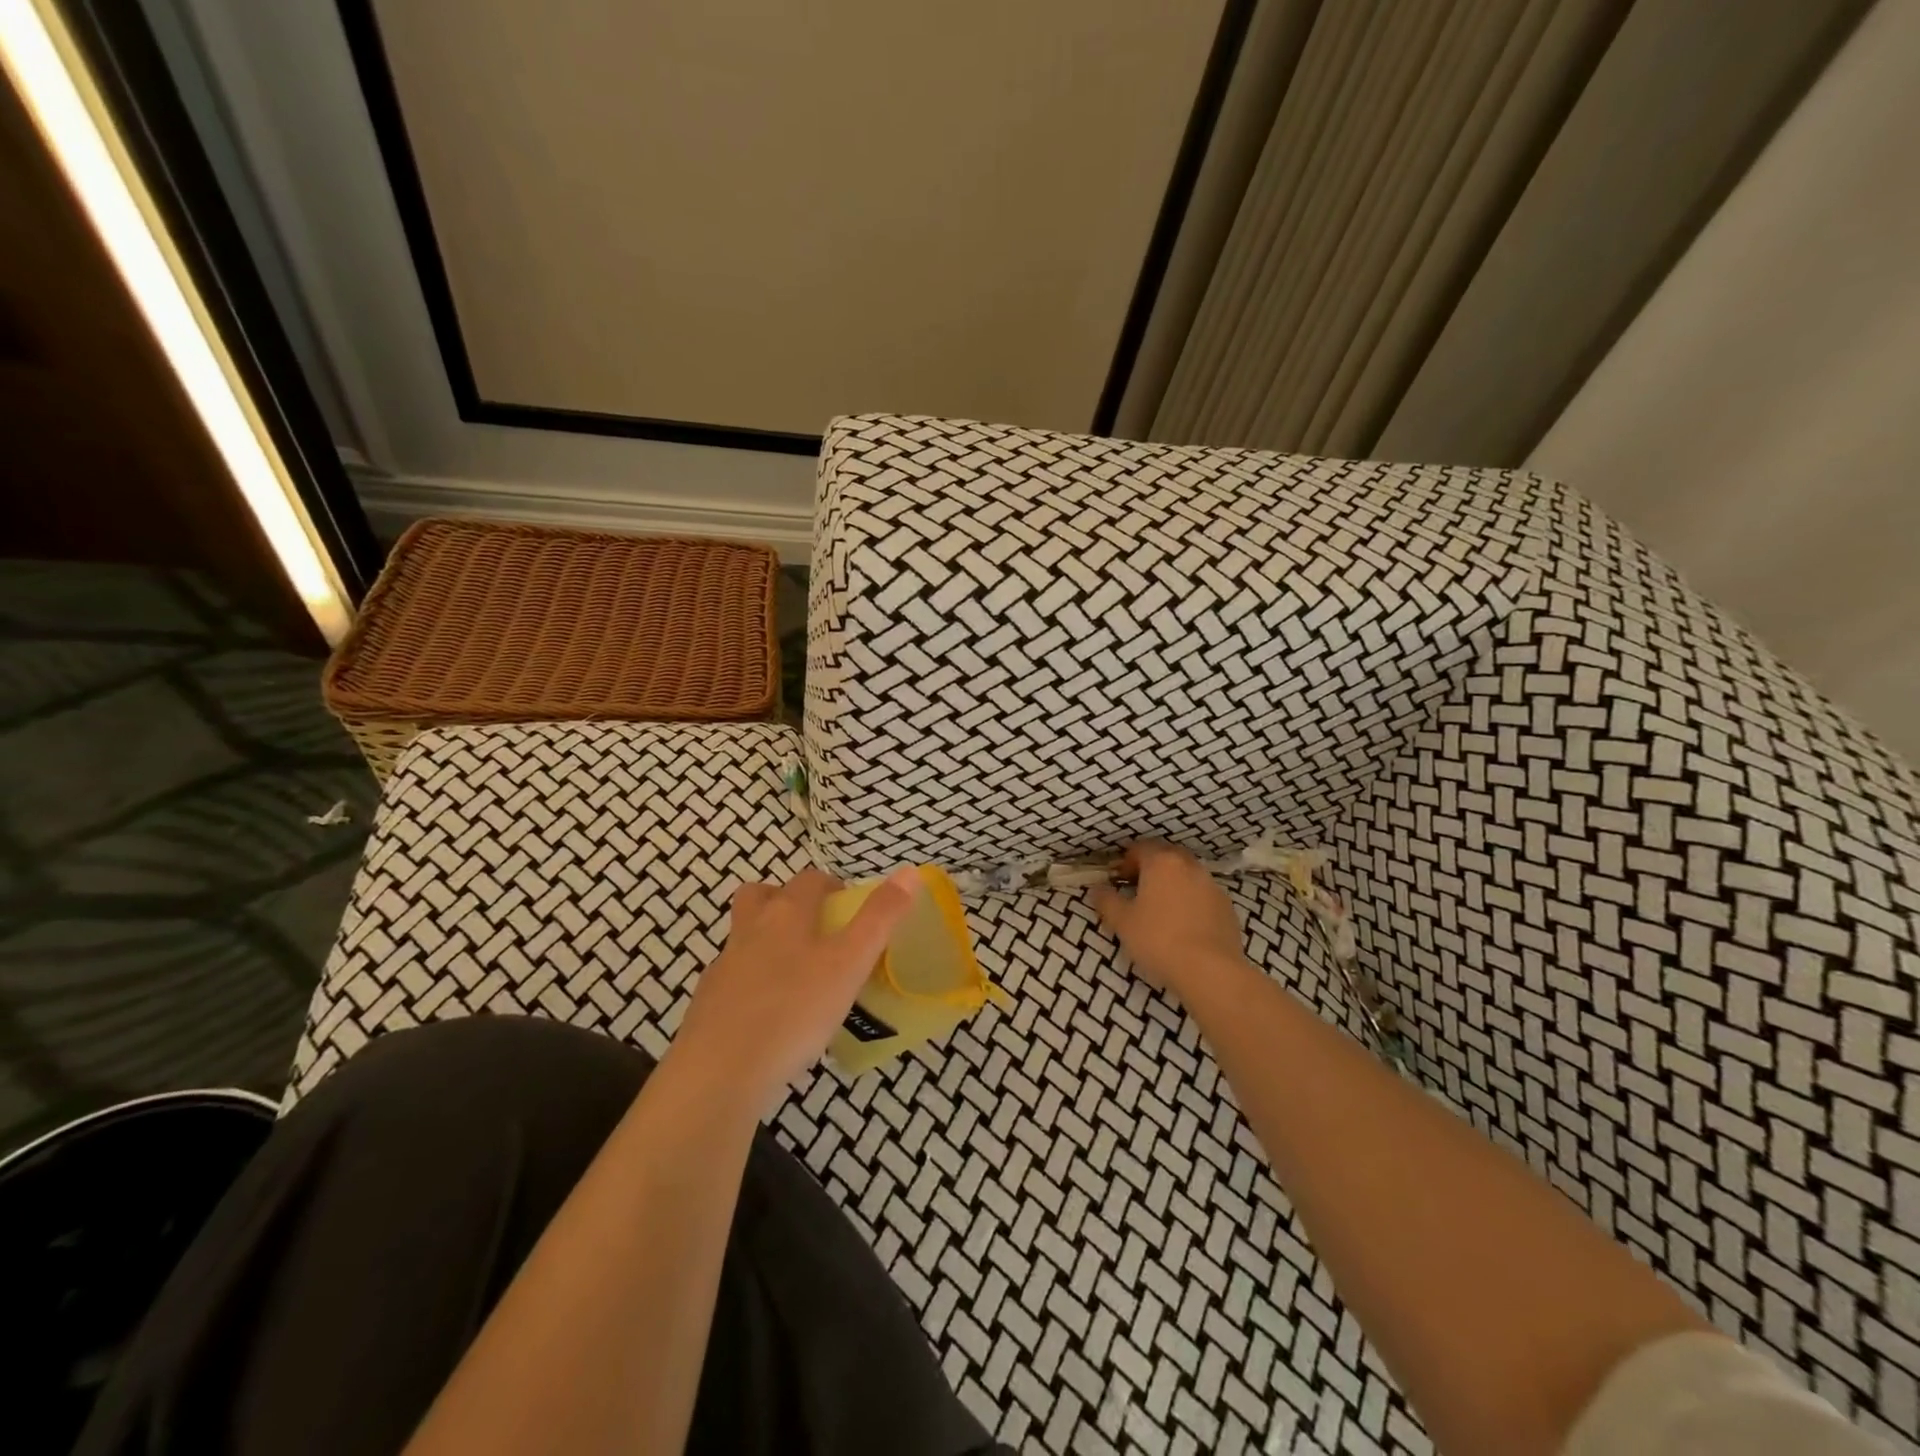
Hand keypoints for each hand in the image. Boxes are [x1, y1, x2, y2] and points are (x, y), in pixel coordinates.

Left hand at [672, 866, 920, 1112]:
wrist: (720, 1072)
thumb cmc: (795, 1009)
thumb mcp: (850, 963)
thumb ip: (880, 918)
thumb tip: (910, 871)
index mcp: (786, 914)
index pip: (808, 880)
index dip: (830, 885)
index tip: (847, 905)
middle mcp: (750, 930)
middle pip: (760, 896)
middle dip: (784, 899)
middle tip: (812, 926)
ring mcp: (724, 967)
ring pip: (743, 937)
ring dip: (765, 940)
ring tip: (795, 973)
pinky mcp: (708, 1004)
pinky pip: (732, 979)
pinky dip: (751, 983)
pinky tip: (769, 1014)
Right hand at [1090, 840, 1248, 995]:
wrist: (1210, 970)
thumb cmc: (1158, 939)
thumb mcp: (1122, 922)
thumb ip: (1106, 901)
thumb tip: (1097, 889)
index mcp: (1161, 862)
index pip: (1140, 848)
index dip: (1126, 862)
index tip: (1118, 880)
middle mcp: (1189, 866)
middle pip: (1166, 857)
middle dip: (1151, 869)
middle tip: (1138, 891)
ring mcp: (1212, 885)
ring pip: (1187, 875)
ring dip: (1173, 885)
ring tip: (1161, 910)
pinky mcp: (1227, 907)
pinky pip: (1203, 895)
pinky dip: (1191, 902)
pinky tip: (1184, 926)